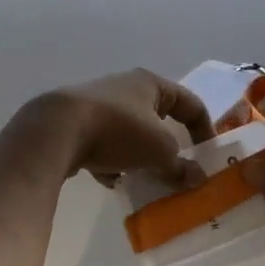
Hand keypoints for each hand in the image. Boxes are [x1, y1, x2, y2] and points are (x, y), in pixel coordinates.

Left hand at [36, 70, 215, 189]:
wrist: (56, 130)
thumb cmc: (118, 130)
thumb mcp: (159, 151)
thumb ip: (181, 166)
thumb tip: (197, 179)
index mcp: (151, 84)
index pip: (190, 103)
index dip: (204, 129)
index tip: (208, 157)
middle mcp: (125, 88)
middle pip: (158, 119)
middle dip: (168, 148)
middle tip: (177, 172)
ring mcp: (99, 105)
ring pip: (130, 134)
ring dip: (140, 157)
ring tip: (145, 181)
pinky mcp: (77, 124)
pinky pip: (105, 146)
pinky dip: (113, 163)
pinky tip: (112, 181)